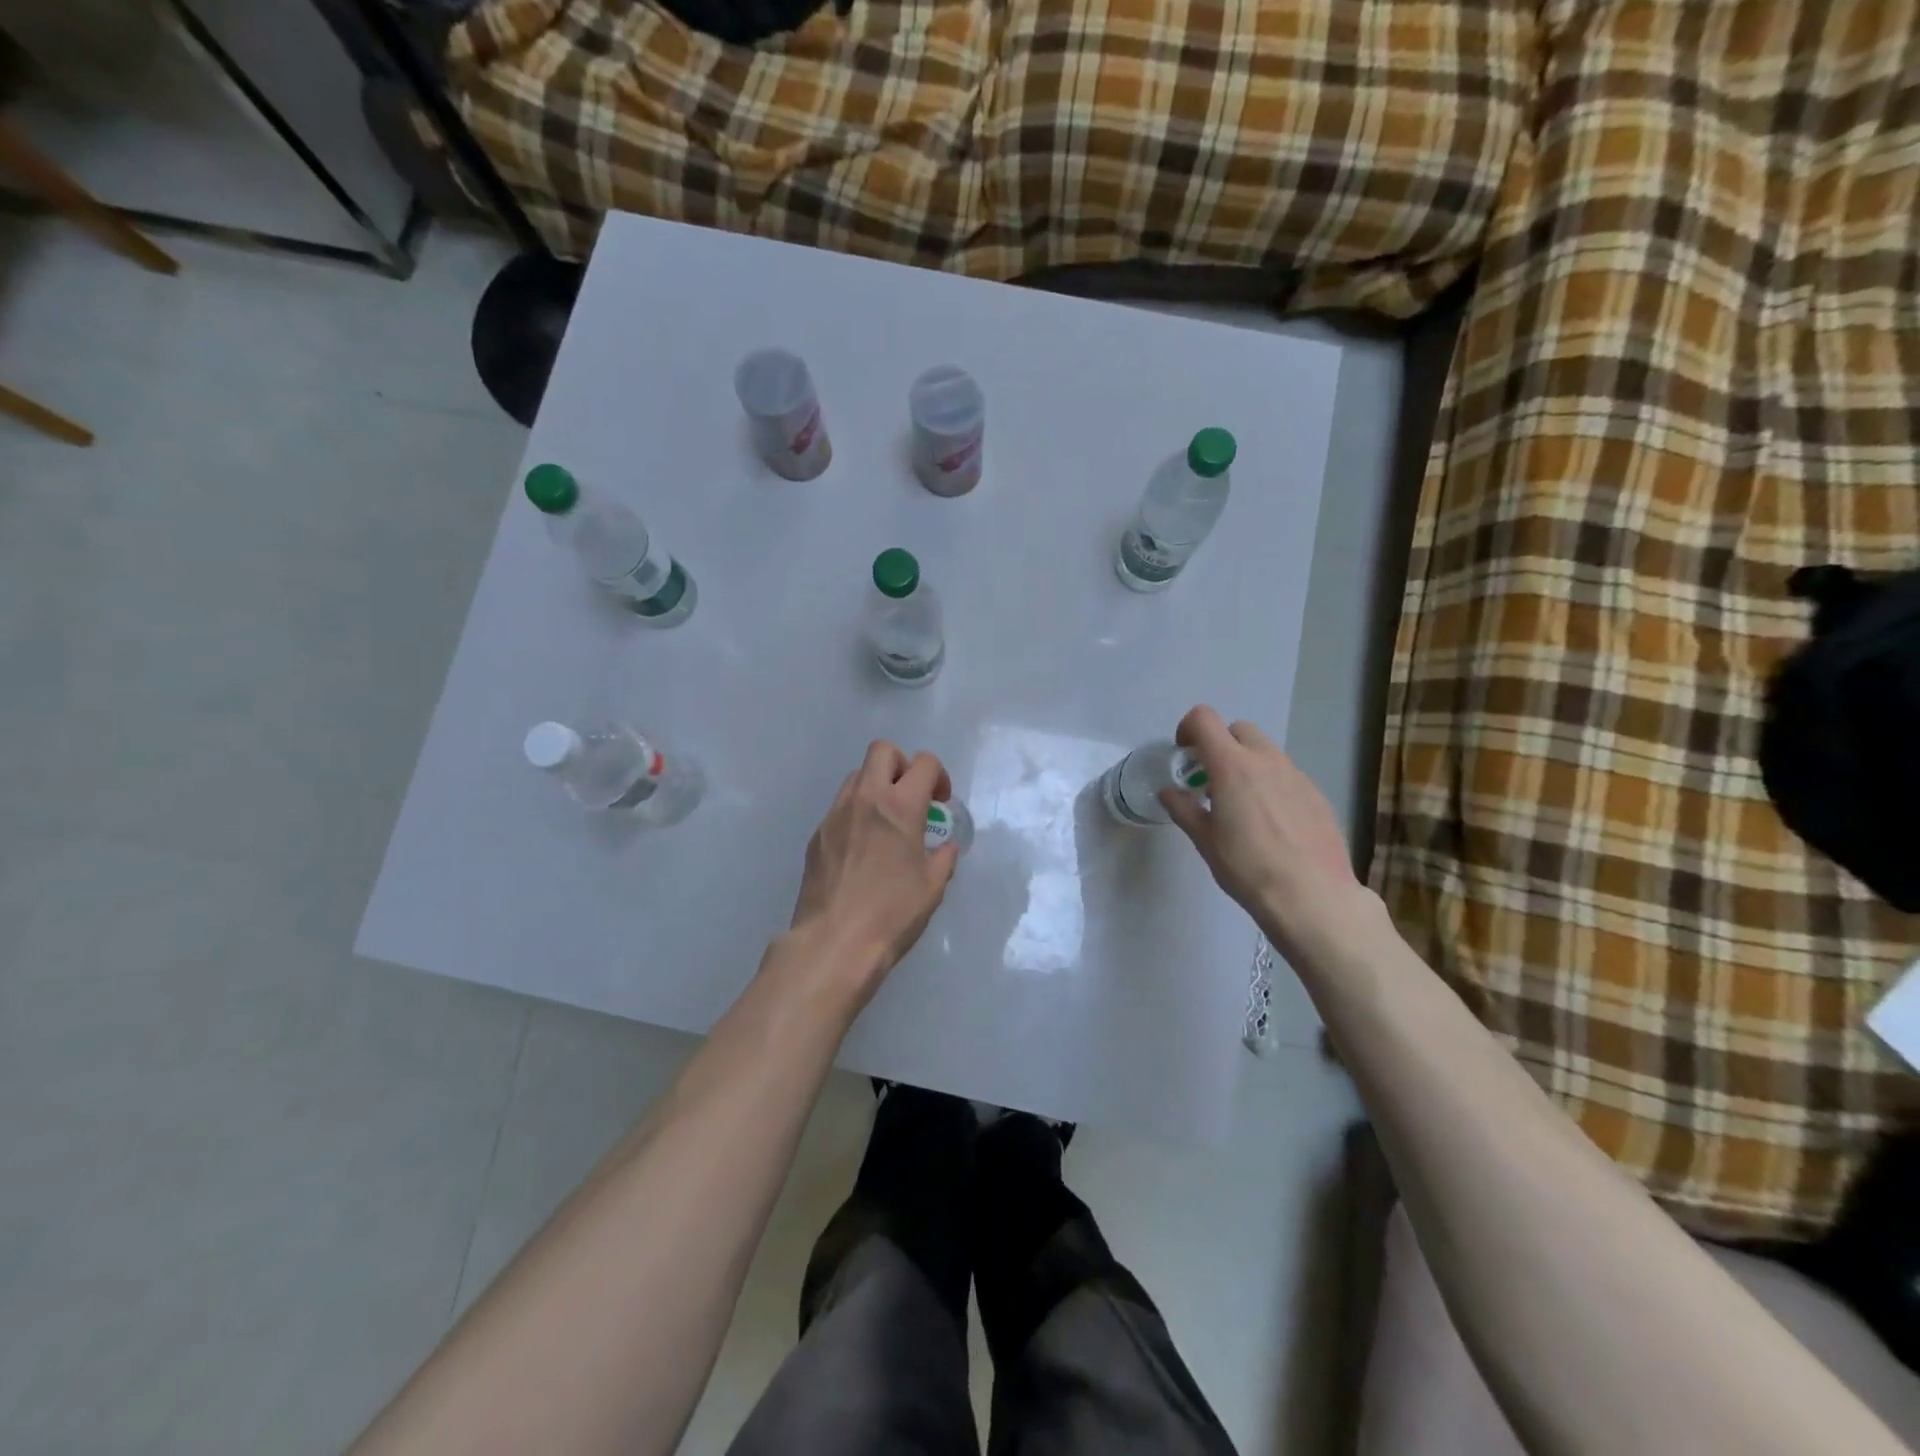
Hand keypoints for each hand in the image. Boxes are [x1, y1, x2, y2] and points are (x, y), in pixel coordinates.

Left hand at [787, 740, 958, 1000]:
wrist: (834, 942)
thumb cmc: (892, 915)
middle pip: (882, 751)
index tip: (940, 802)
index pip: (924, 763)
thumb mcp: (932, 888)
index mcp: (900, 807)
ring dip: (876, 787)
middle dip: (902, 765)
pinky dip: (856, 813)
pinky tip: (862, 848)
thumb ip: (943, 858)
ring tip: (885, 822)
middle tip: (911, 797)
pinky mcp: (817, 834)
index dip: (938, 776)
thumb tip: (945, 847)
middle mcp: (865, 799)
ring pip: (856, 775)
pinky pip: (839, 806)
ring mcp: (835, 814)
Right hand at [1160, 705, 1365, 960]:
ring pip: (1266, 752)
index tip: (1184, 755)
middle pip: (1239, 729)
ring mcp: (1297, 776)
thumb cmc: (1248, 867)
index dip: (1188, 729)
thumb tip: (1169, 792)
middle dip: (1220, 744)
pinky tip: (1272, 824)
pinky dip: (1272, 785)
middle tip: (1210, 780)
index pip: (1204, 719)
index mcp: (1232, 766)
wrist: (1313, 896)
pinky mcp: (1317, 795)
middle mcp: (1266, 761)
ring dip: (1248, 764)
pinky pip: (1288, 776)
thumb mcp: (1205, 840)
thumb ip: (1183, 809)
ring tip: (1242, 805)